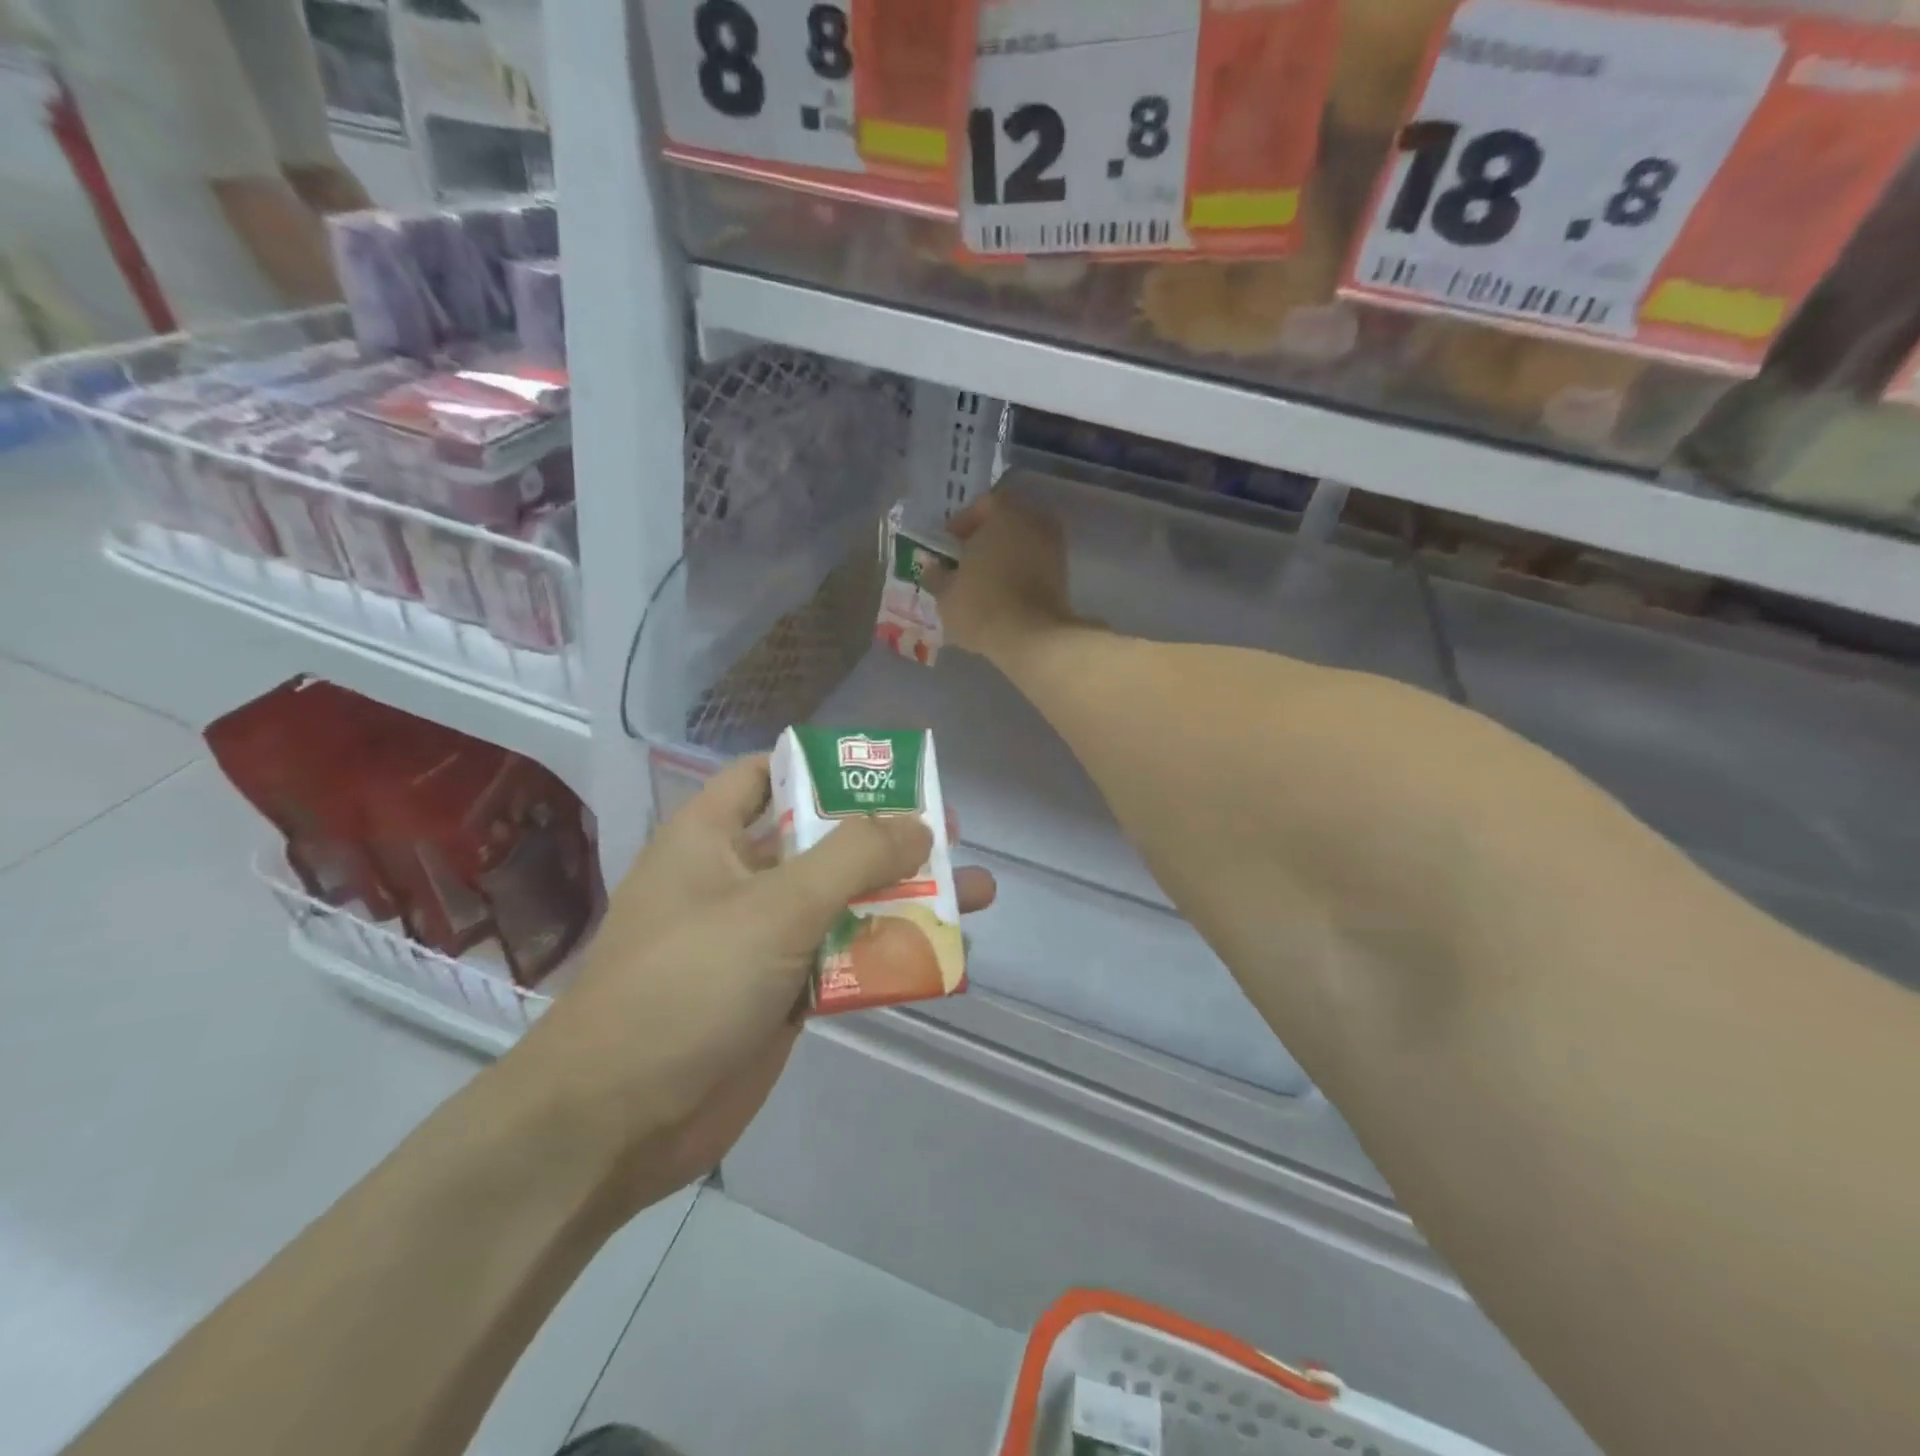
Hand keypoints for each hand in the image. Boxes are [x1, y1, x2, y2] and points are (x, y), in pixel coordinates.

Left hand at [515, 756, 995, 1214]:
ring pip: (841, 902)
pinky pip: (842, 958)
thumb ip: (852, 858)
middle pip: (821, 839)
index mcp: (712, 837)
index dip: (823, 766)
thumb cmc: (687, 984)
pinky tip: (941, 954)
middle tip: (951, 832)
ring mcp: (760, 939)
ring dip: (901, 896)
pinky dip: (886, 952)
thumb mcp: (775, 908)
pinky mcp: (780, 992)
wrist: (617, 1122)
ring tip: (972, 891)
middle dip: (886, 836)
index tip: (887, 773)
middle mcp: (736, 878)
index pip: (767, 774)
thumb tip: (918, 824)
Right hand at [923, 493, 1071, 663]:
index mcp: (1004, 514)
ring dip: (1003, 558)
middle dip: (984, 540)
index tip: (947, 547)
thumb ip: (936, 574)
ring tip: (982, 583)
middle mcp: (1035, 522)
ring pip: (1022, 545)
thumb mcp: (946, 593)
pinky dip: (1019, 574)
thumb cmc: (982, 606)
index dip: (961, 525)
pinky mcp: (1064, 576)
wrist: (1033, 639)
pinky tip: (1002, 596)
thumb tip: (930, 565)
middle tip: (964, 563)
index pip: (981, 506)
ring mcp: (1054, 549)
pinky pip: (1034, 566)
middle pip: (1005, 523)